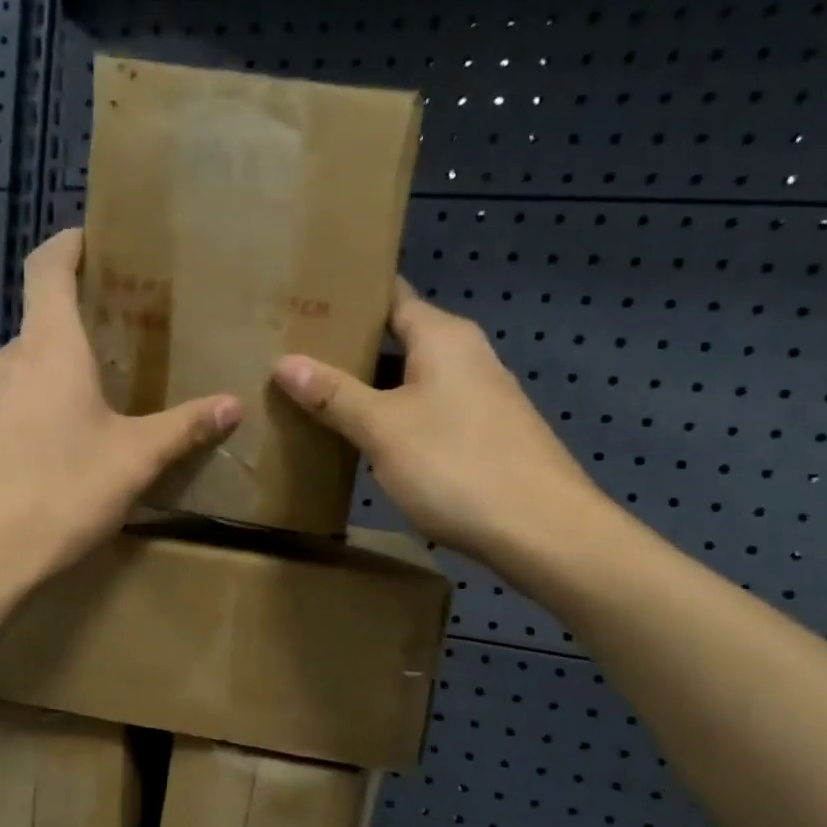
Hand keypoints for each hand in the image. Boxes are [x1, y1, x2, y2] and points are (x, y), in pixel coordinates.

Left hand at [0, 228, 239, 594]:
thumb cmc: (58, 492)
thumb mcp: (134, 461)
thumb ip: (183, 428)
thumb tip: (233, 404)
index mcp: (48, 347)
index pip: (48, 266)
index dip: (69, 243)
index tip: (96, 239)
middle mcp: (8, 360)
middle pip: (42, 318)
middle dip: (82, 318)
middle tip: (128, 334)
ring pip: (29, 365)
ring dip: (63, 367)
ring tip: (105, 392)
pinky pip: (15, 402)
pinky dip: (43, 403)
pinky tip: (69, 443)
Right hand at [272, 280, 607, 568]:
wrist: (541, 530)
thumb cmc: (456, 465)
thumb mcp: (383, 429)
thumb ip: (334, 395)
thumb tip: (285, 362)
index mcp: (443, 337)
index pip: (391, 296)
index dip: (349, 297)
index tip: (305, 303)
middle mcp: (467, 356)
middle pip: (400, 339)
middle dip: (351, 349)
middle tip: (295, 357)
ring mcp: (481, 397)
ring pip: (414, 381)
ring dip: (373, 389)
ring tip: (319, 398)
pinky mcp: (487, 435)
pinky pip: (430, 413)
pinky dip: (398, 418)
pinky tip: (369, 440)